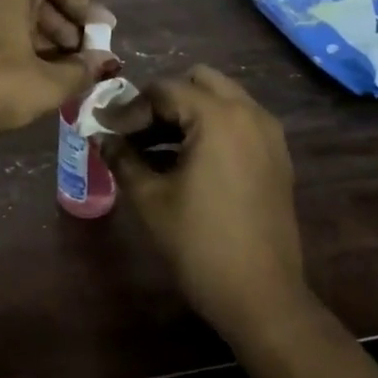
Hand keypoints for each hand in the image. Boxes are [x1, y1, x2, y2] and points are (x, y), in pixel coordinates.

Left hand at [0, 0, 115, 141]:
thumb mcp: (48, 83)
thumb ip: (82, 70)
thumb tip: (103, 62)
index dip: (87, 2)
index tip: (103, 33)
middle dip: (68, 24)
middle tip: (85, 56)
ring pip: (17, 15)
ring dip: (45, 39)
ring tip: (63, 72)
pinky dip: (20, 47)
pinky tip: (31, 78)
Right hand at [102, 65, 307, 340]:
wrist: (261, 295)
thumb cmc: (199, 243)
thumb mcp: (150, 198)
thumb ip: (122, 158)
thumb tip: (101, 137)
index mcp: (219, 117)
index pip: (164, 90)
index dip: (129, 108)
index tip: (105, 129)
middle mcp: (250, 114)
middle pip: (198, 81)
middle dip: (162, 100)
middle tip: (135, 130)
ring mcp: (269, 135)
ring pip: (221, 100)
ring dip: (186, 113)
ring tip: (153, 147)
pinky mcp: (276, 157)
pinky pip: (238, 123)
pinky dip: (209, 128)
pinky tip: (184, 161)